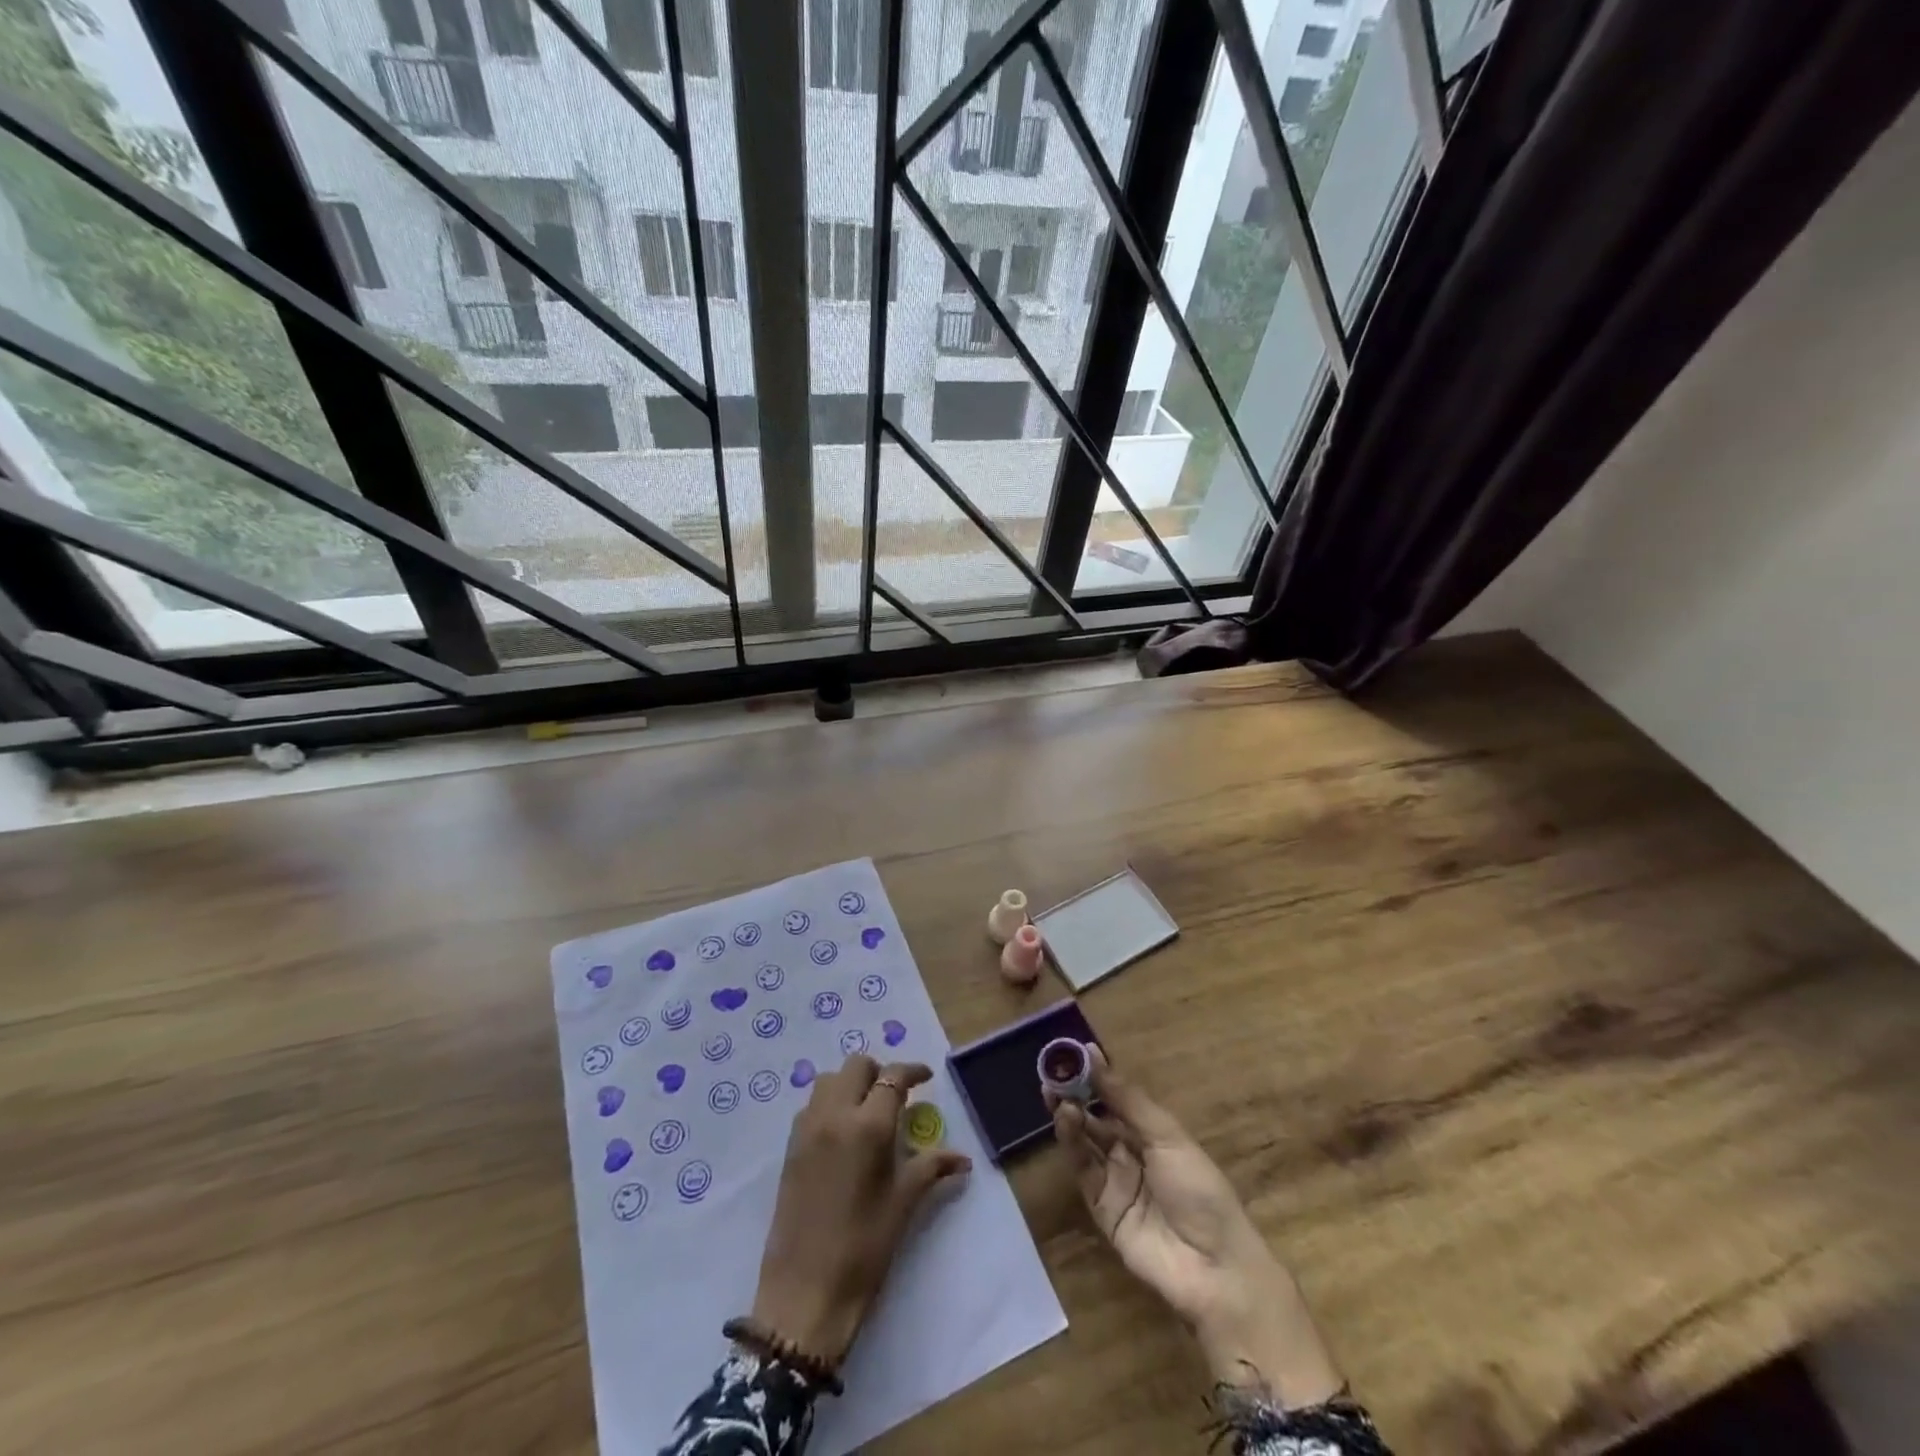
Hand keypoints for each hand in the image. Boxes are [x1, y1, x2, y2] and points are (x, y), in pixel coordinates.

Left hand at [751, 1055, 970, 1362]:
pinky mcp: (790, 1147)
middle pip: (856, 1066)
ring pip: (829, 1079)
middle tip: (896, 1096)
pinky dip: (830, 1103)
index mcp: (868, 1126)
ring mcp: (807, 1129)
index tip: (926, 1077)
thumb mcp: (904, 1204)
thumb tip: (961, 1157)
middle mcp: (835, 1115)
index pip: (893, 1077)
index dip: (912, 1071)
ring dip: (851, 1084)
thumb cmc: (864, 1248)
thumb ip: (931, 1167)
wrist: (804, 1293)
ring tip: (867, 1111)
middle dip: (879, 1072)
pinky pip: (812, 1105)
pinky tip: (843, 1133)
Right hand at [1049, 1047, 1342, 1406]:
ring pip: (1086, 1142)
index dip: (1097, 1077)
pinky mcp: (1102, 1209)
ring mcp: (1116, 1182)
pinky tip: (1064, 1120)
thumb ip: (1127, 1099)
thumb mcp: (1167, 1135)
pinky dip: (1071, 1144)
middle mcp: (1133, 1154)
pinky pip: (1083, 1171)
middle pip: (1098, 1119)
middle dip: (1075, 1096)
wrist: (1213, 1268)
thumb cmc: (1199, 1190)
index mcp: (1155, 1134)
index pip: (1119, 1099)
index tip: (1072, 1054)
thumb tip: (1093, 1055)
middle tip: (1052, 1073)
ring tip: (1054, 1094)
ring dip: (1070, 1116)